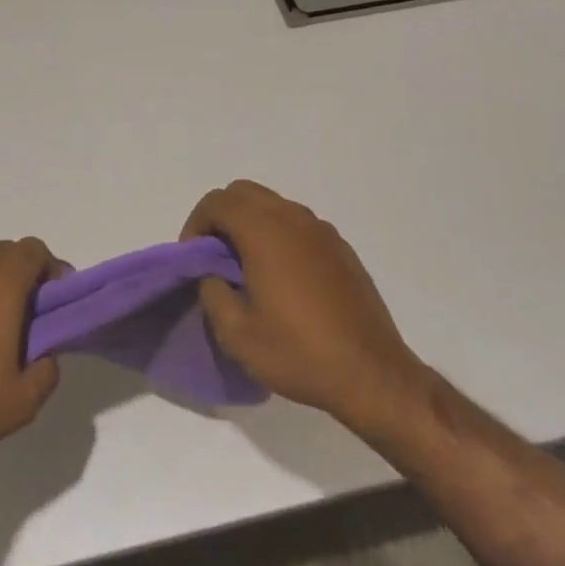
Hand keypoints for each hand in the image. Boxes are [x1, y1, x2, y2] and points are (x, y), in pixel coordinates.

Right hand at [184, 180, 429, 439]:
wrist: (371, 373)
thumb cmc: (298, 352)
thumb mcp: (236, 334)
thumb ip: (213, 292)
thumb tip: (213, 274)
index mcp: (264, 230)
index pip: (217, 202)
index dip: (196, 224)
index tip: (193, 257)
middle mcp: (293, 218)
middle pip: (244, 192)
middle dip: (221, 216)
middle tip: (213, 256)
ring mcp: (321, 229)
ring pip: (272, 205)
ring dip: (250, 223)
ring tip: (246, 267)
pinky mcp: (340, 247)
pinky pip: (298, 224)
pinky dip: (278, 235)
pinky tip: (282, 278)